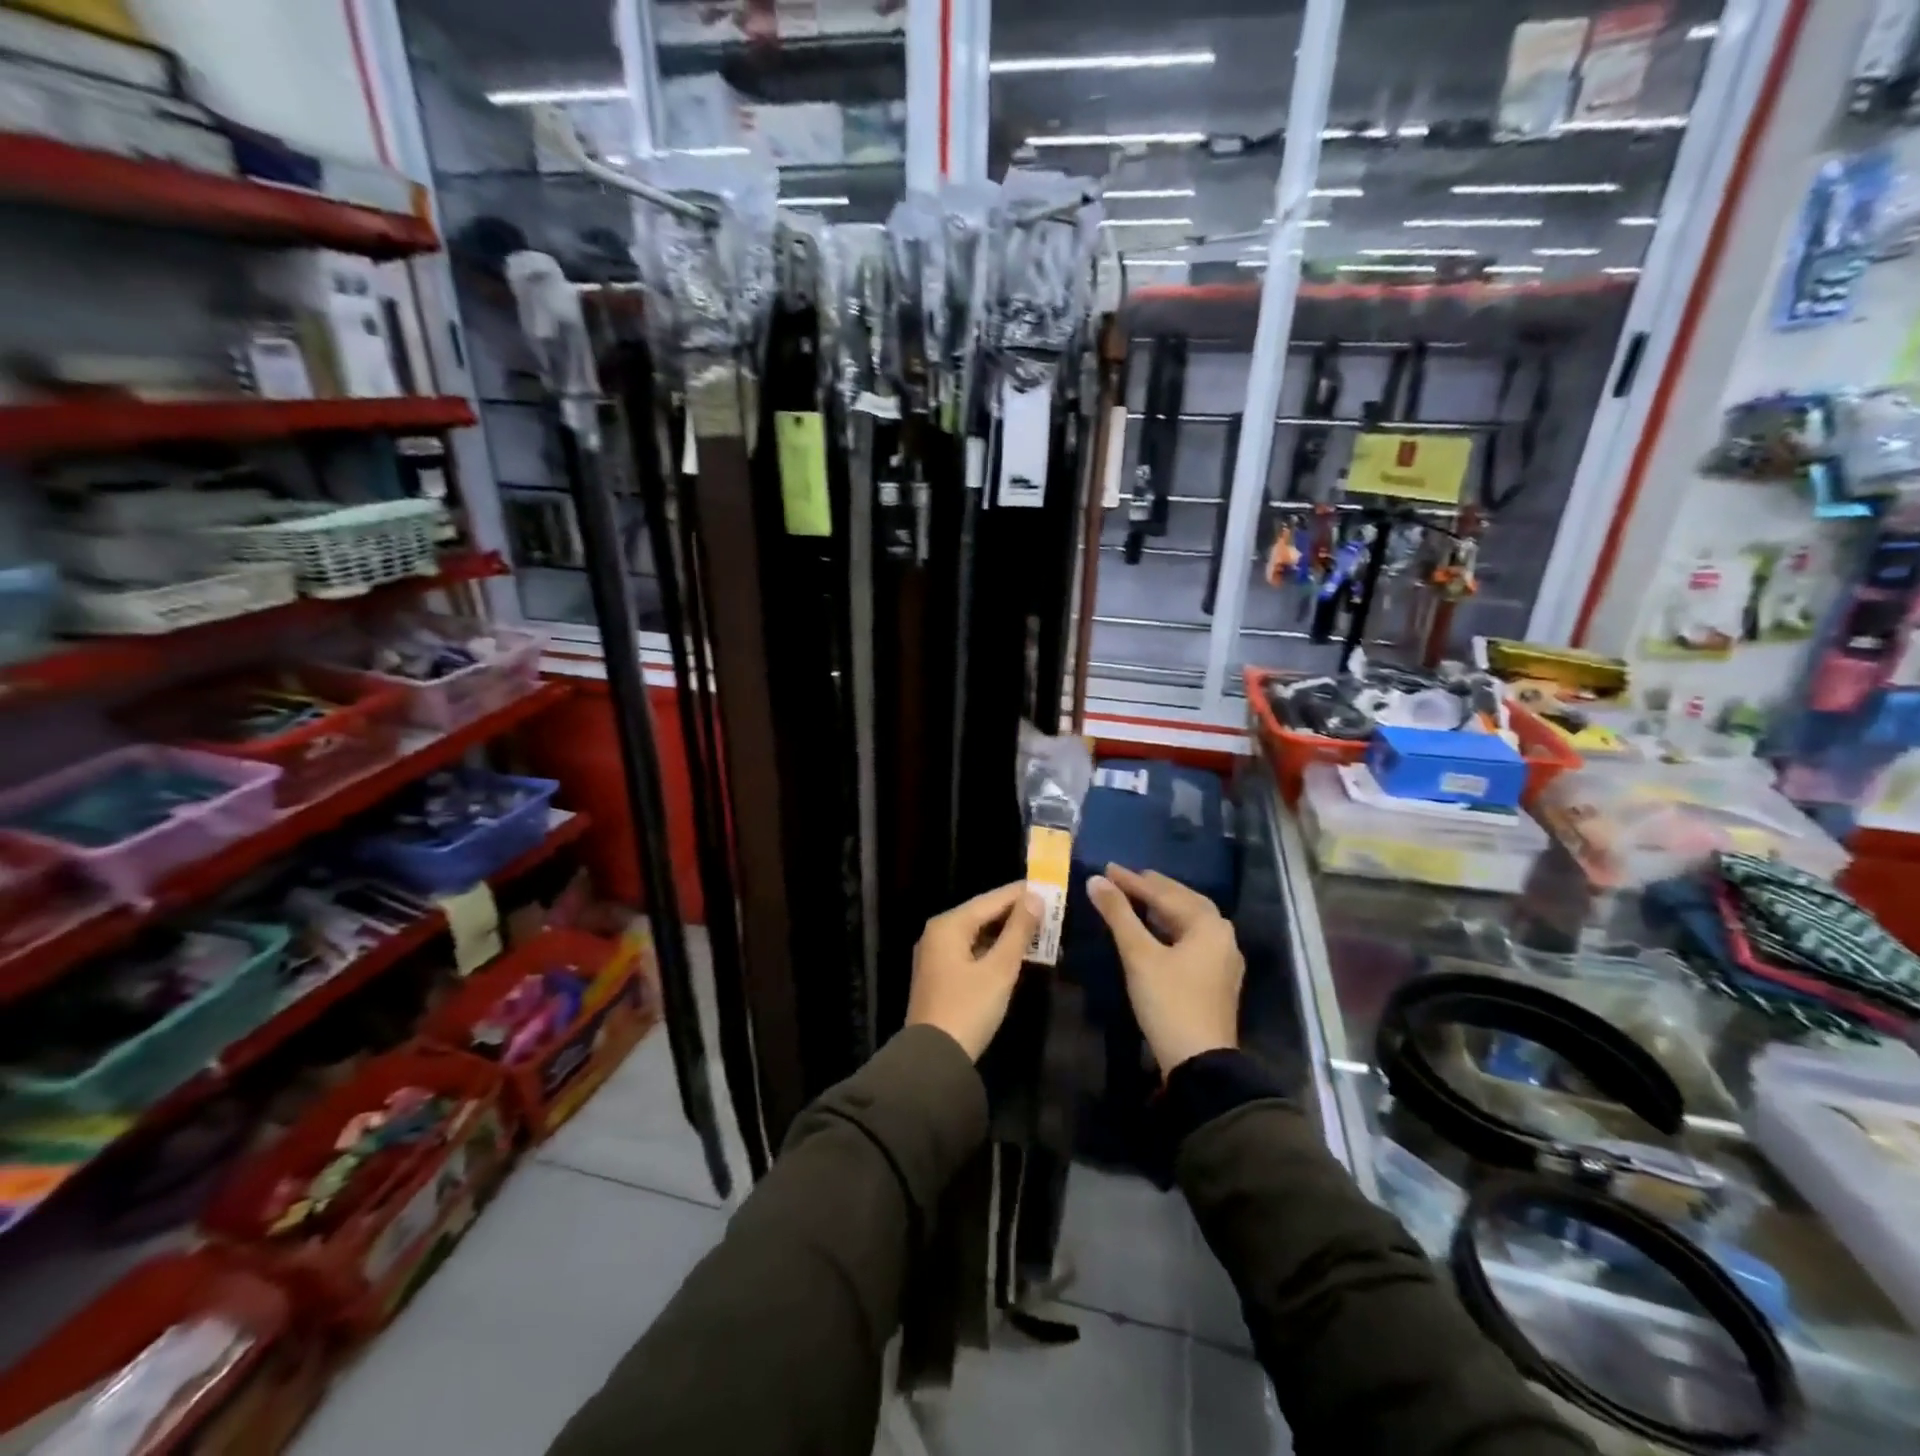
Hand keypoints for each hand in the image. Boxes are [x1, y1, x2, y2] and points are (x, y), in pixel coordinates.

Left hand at [906, 882, 1042, 1060]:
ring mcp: (937, 955)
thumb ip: (1018, 931)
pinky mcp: (942, 975)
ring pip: (979, 934)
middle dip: (1017, 914)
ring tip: (1043, 932)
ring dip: (1009, 934)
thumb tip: (1035, 897)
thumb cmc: (968, 1008)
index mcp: (949, 925)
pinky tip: (1018, 954)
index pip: (992, 899)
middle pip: (984, 914)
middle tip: (1052, 912)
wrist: (934, 1059)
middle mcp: (938, 933)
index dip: (1022, 893)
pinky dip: (996, 950)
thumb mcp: (999, 969)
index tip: (1051, 887)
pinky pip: (973, 951)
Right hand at [1087, 864, 1243, 1073]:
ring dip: (1163, 907)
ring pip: (1190, 920)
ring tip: (1137, 897)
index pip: (1164, 893)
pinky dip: (1171, 927)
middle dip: (1153, 888)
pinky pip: (1192, 938)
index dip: (1132, 881)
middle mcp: (1222, 935)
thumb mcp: (1139, 955)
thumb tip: (1095, 881)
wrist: (1200, 1062)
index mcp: (1208, 924)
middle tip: (1124, 877)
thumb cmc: (1169, 1002)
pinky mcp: (1217, 978)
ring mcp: (1223, 959)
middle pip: (1184, 901)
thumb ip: (1118, 914)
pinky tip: (1156, 930)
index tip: (1107, 868)